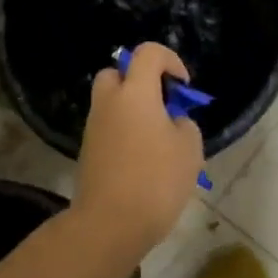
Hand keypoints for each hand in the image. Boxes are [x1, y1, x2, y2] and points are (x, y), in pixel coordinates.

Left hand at [74, 42, 204, 251]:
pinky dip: (124, 131)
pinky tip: (143, 158)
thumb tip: (171, 122)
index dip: (170, 60)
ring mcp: (94, 127)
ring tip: (158, 138)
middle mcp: (109, 102)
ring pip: (111, 102)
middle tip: (162, 106)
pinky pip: (108, 126)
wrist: (110, 224)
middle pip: (117, 73)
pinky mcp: (88, 151)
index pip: (148, 53)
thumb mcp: (189, 148)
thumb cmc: (156, 180)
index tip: (183, 87)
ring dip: (132, 108)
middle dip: (140, 81)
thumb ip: (183, 124)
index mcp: (135, 93)